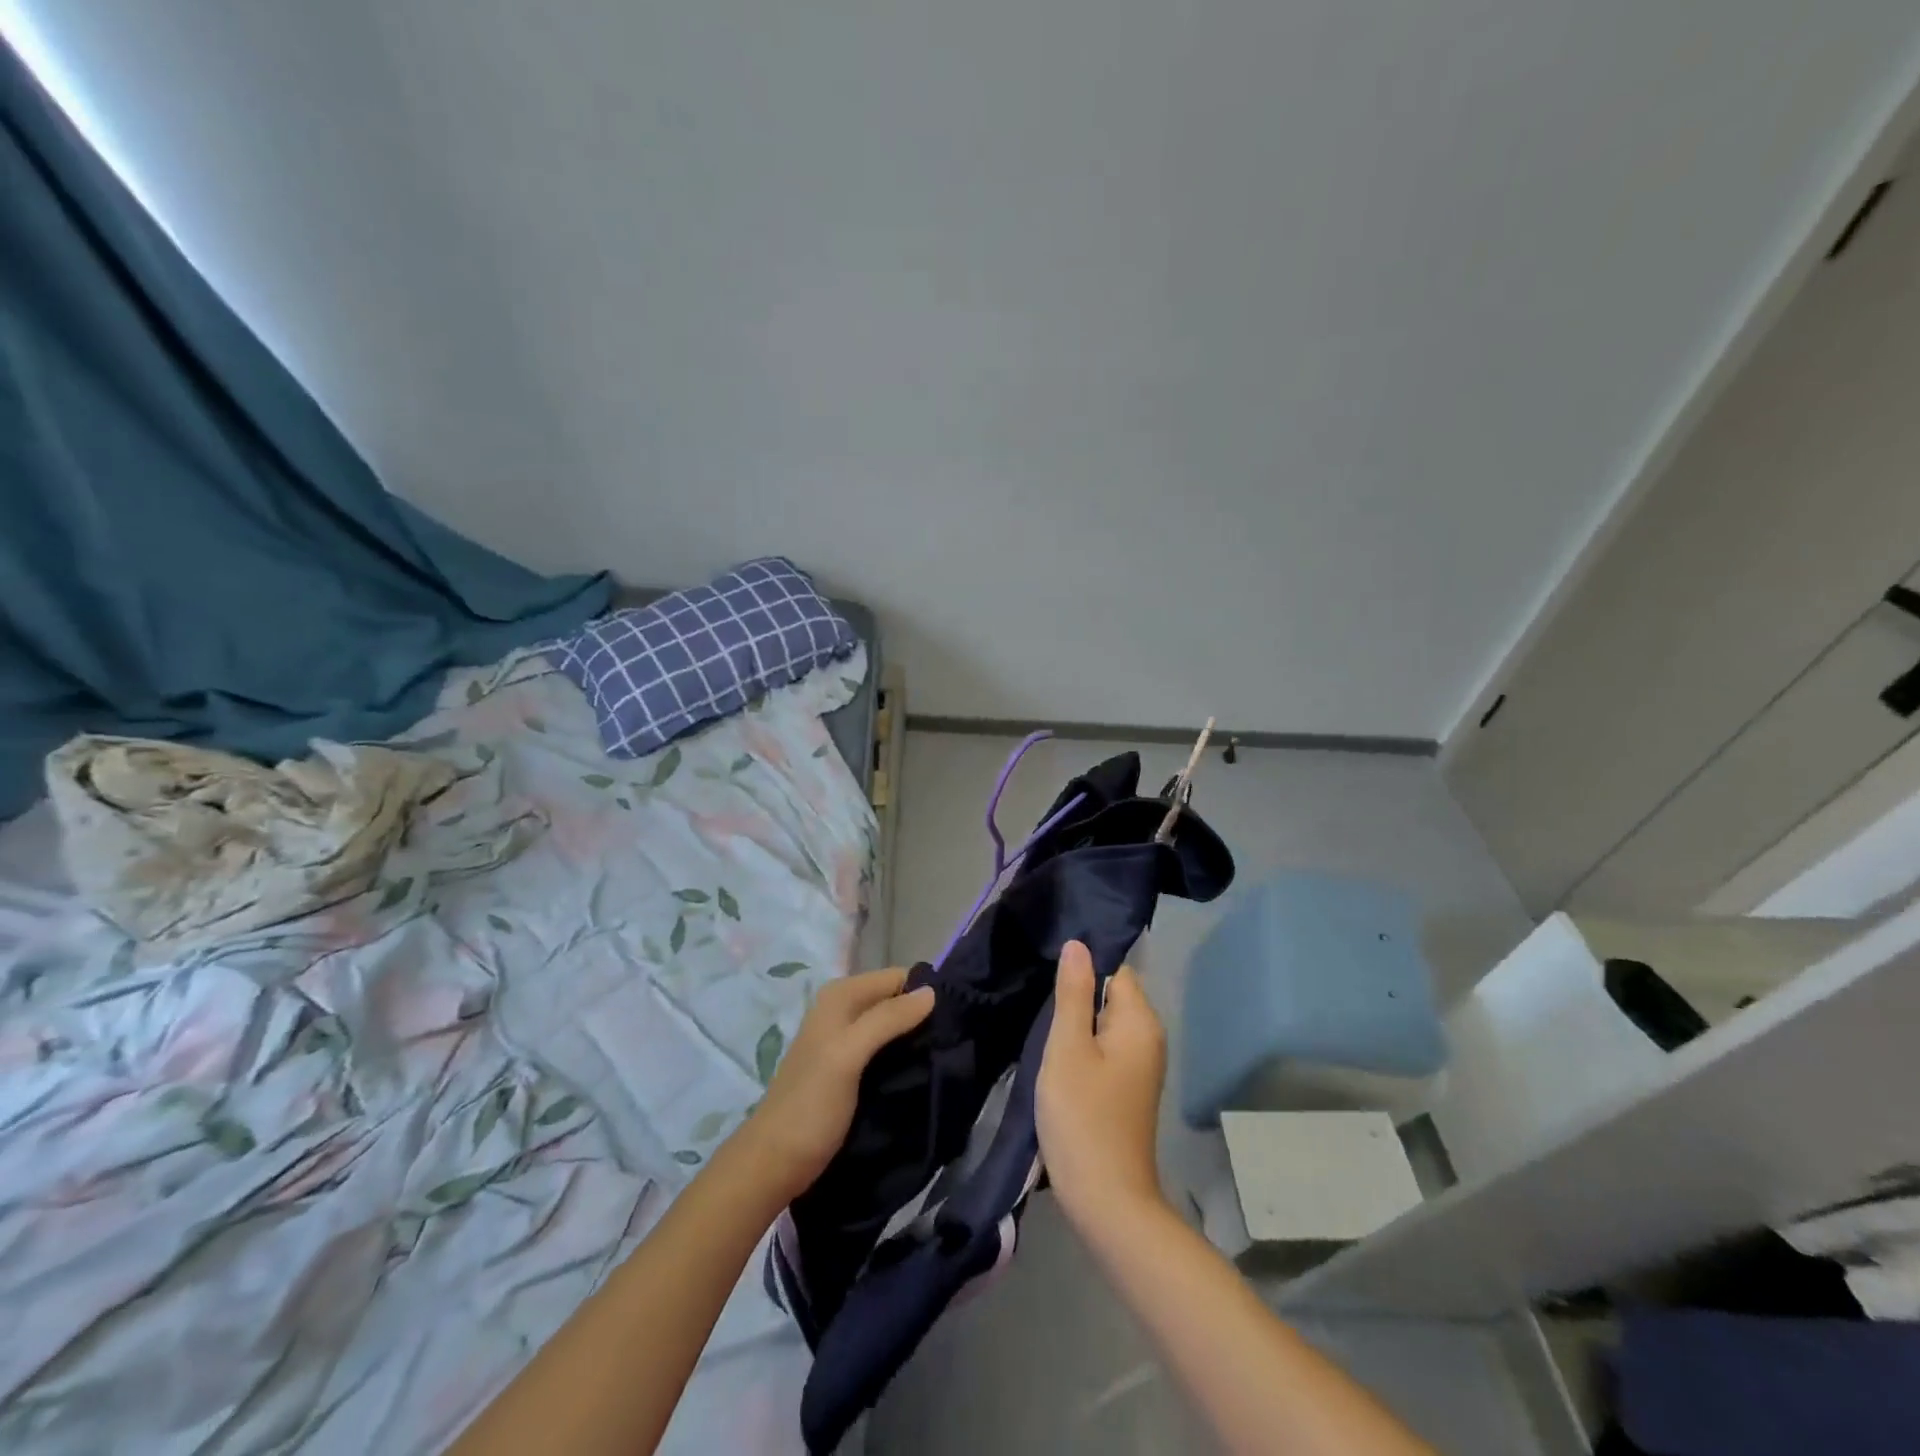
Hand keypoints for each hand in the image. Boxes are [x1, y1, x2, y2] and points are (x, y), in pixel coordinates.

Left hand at [742, 967, 934, 1199]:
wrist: (774, 1163)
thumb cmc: (811, 1105)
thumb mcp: (849, 1055)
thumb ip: (887, 1019)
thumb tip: (932, 991)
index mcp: (840, 996)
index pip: (897, 977)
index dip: (924, 994)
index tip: (954, 1020)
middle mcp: (842, 1009)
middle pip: (895, 1000)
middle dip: (922, 1017)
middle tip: (952, 1042)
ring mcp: (845, 1039)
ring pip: (893, 1025)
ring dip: (915, 1039)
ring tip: (943, 1058)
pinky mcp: (850, 1068)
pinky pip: (886, 1048)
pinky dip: (903, 1055)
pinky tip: (920, 1071)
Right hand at [1037, 941, 1168, 1227]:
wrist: (1107, 1201)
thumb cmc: (1083, 1117)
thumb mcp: (1068, 1048)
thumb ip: (1072, 993)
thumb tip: (1078, 944)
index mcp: (1140, 1022)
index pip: (1115, 970)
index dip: (1082, 968)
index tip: (1049, 976)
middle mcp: (1149, 1038)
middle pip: (1111, 995)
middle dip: (1077, 997)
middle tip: (1038, 1003)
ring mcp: (1141, 1065)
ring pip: (1104, 1024)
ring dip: (1076, 1024)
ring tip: (1043, 1030)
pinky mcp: (1128, 1088)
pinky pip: (1105, 1049)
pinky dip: (1083, 1048)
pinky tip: (1058, 1059)